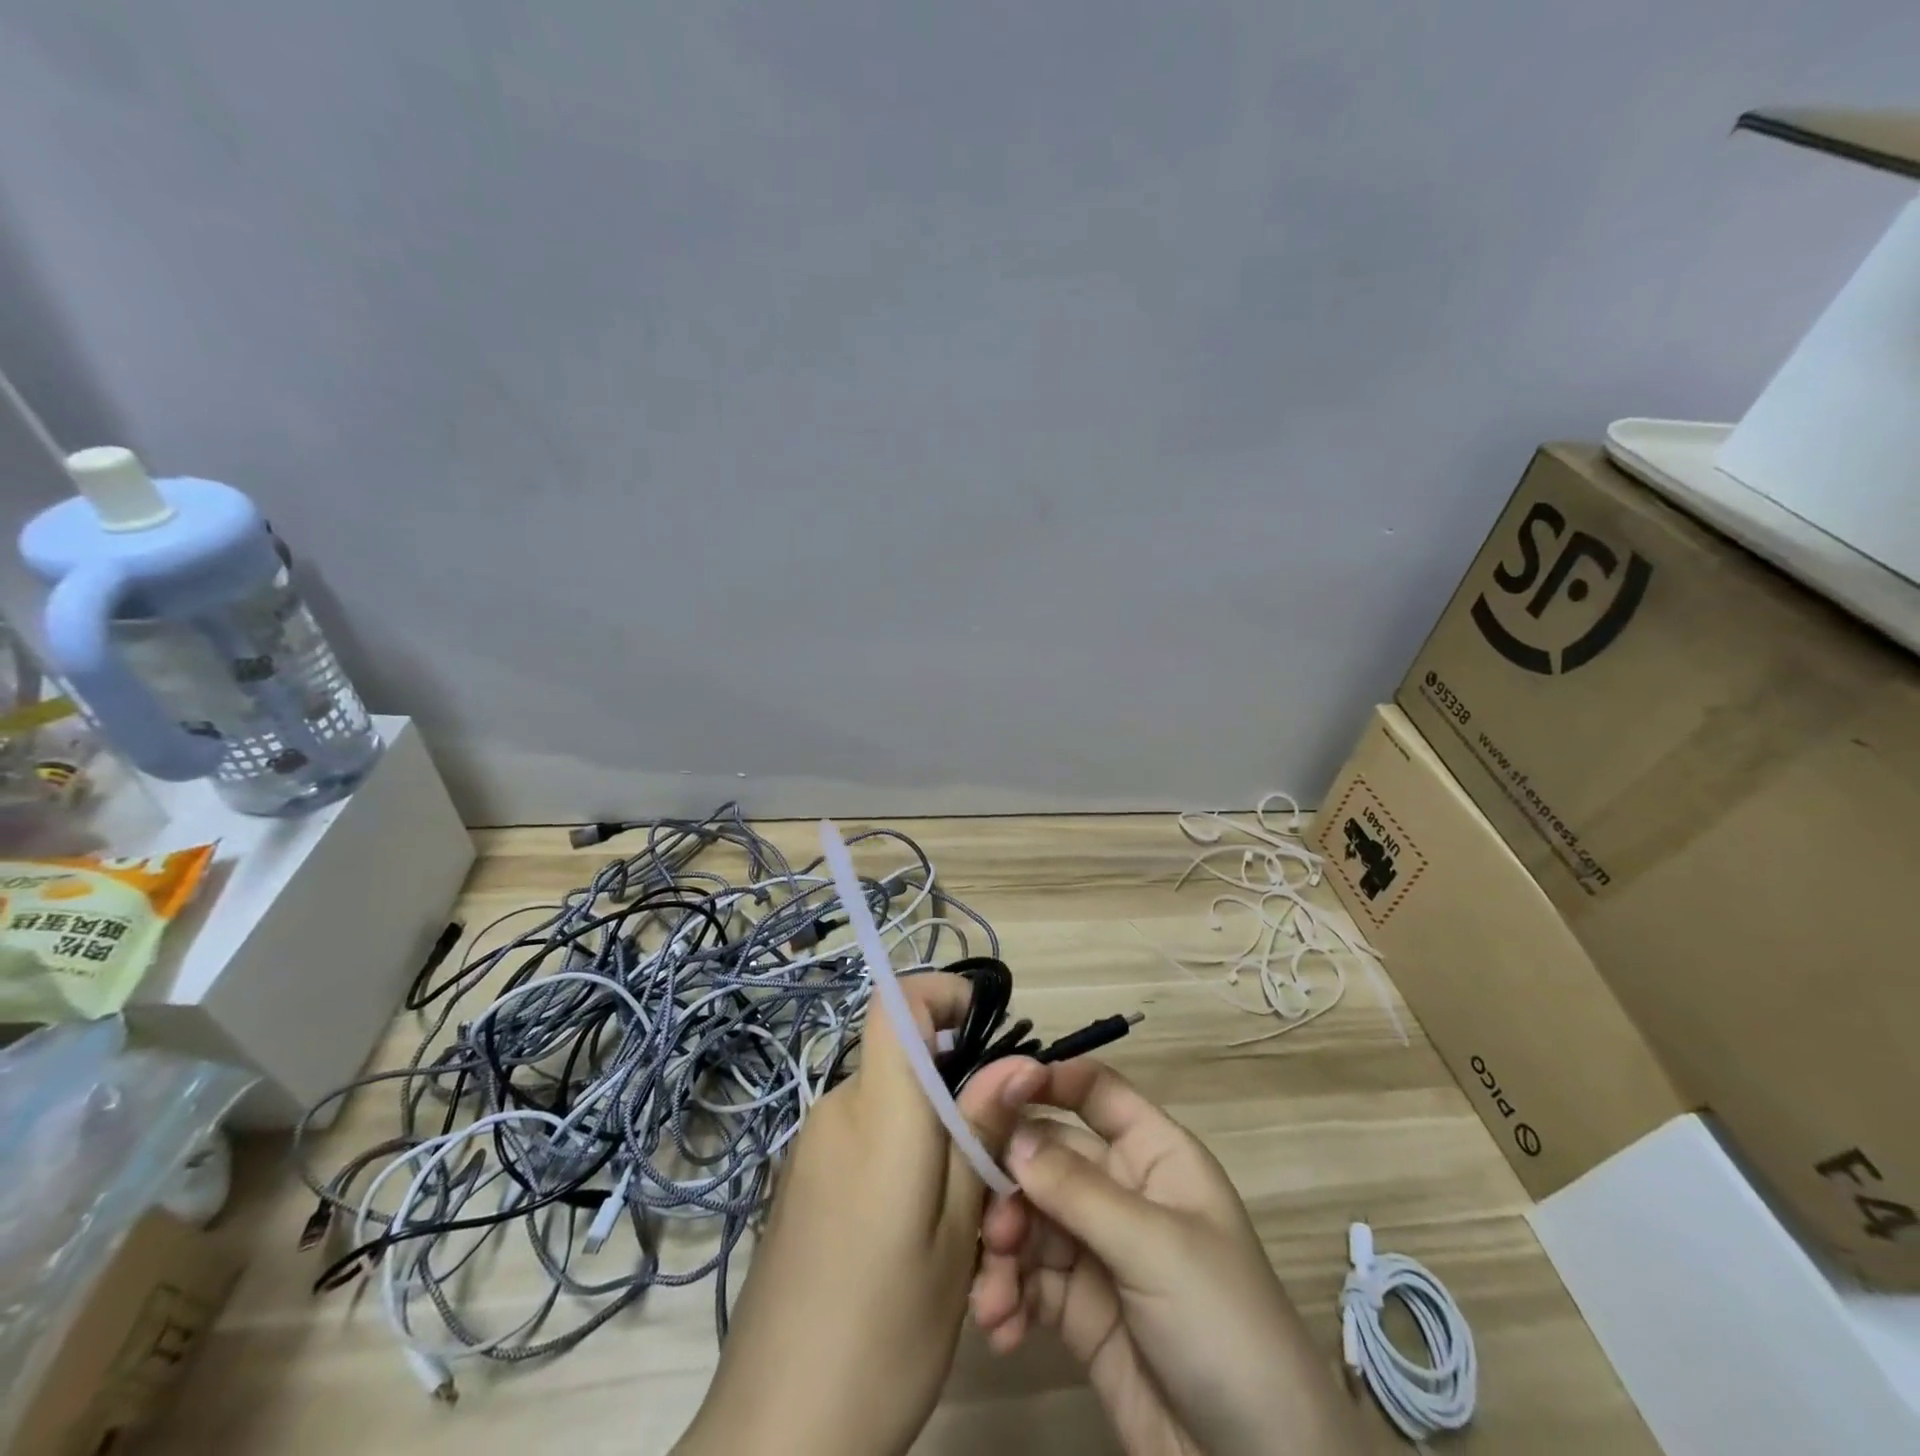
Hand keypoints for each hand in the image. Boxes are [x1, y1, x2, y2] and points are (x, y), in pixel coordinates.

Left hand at [675, 973, 1042, 1455]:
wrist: (775, 1438)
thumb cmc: (885, 1334)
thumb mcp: (956, 1236)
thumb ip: (980, 1135)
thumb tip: (1018, 1060)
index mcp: (876, 1113)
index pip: (894, 1001)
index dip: (940, 993)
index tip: (984, 1027)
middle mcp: (835, 1112)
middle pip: (903, 1063)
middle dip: (958, 1095)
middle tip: (998, 1172)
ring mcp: (810, 1149)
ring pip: (889, 1109)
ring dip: (934, 1141)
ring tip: (968, 1229)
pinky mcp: (800, 1183)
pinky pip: (862, 1142)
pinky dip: (901, 1163)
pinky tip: (918, 1242)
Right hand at [971, 1061, 1363, 1455]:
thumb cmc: (1224, 1327)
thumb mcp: (1154, 1249)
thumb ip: (1077, 1190)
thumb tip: (1010, 1135)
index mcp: (1155, 1156)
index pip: (1095, 1092)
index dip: (1047, 1081)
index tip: (992, 1093)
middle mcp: (1122, 1192)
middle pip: (1049, 1157)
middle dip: (1012, 1186)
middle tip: (989, 1226)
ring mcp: (1099, 1251)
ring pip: (1031, 1221)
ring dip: (1003, 1251)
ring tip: (995, 1294)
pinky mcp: (1080, 1311)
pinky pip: (1029, 1282)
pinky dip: (1008, 1296)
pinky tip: (1001, 1326)